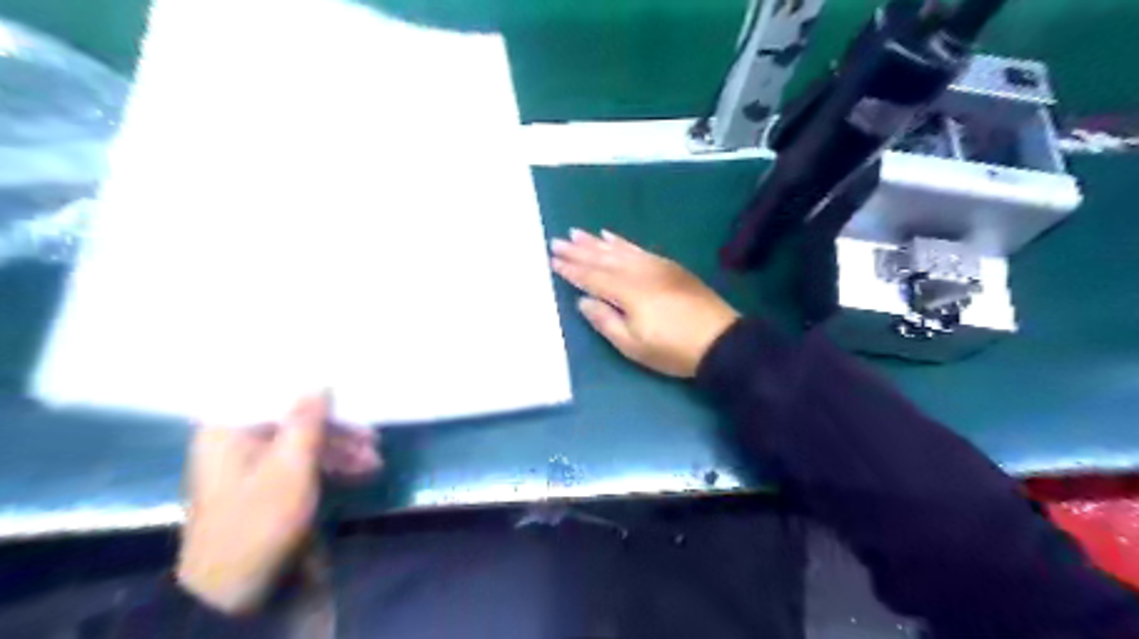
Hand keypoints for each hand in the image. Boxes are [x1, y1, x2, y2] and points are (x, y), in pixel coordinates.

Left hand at [178, 395, 380, 612]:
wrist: (234, 589)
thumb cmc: (260, 519)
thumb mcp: (291, 467)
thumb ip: (307, 421)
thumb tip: (321, 382)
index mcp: (228, 430)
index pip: (272, 393)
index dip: (310, 388)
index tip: (344, 385)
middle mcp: (236, 440)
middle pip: (294, 419)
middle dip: (337, 429)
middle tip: (373, 436)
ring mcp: (251, 463)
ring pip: (302, 442)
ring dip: (340, 449)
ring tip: (374, 461)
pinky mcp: (266, 483)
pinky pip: (301, 462)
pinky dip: (329, 465)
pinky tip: (361, 471)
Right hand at [550, 230, 738, 379]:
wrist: (720, 340)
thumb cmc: (673, 349)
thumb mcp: (634, 346)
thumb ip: (605, 321)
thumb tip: (583, 300)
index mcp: (628, 292)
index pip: (593, 278)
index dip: (572, 270)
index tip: (553, 260)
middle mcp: (639, 272)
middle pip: (603, 259)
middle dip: (579, 251)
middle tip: (557, 241)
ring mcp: (656, 266)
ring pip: (620, 250)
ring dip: (596, 242)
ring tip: (577, 233)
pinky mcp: (669, 266)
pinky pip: (639, 249)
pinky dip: (623, 242)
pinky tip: (611, 237)